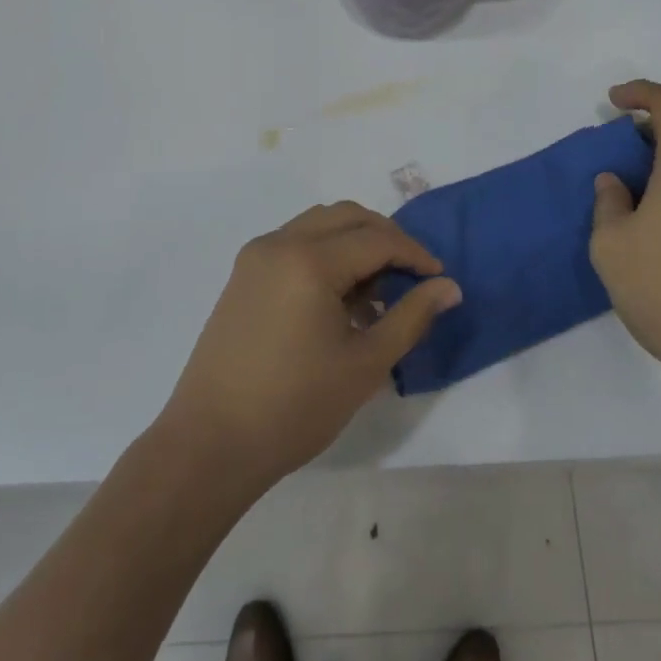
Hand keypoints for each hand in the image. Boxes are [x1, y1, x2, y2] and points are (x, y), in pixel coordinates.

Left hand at [160, 203, 460, 492]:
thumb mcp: (365, 364)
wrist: (210, 443)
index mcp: (309, 260)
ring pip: (320, 224)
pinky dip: (326, 253)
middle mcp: (280, 242)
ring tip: (377, 290)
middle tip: (413, 276)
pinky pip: (296, 242)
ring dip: (355, 242)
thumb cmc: (295, 406)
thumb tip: (450, 287)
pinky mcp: (244, 273)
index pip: (377, 239)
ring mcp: (257, 255)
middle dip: (386, 238)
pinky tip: (339, 298)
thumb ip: (411, 317)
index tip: (440, 279)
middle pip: (348, 217)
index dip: (415, 254)